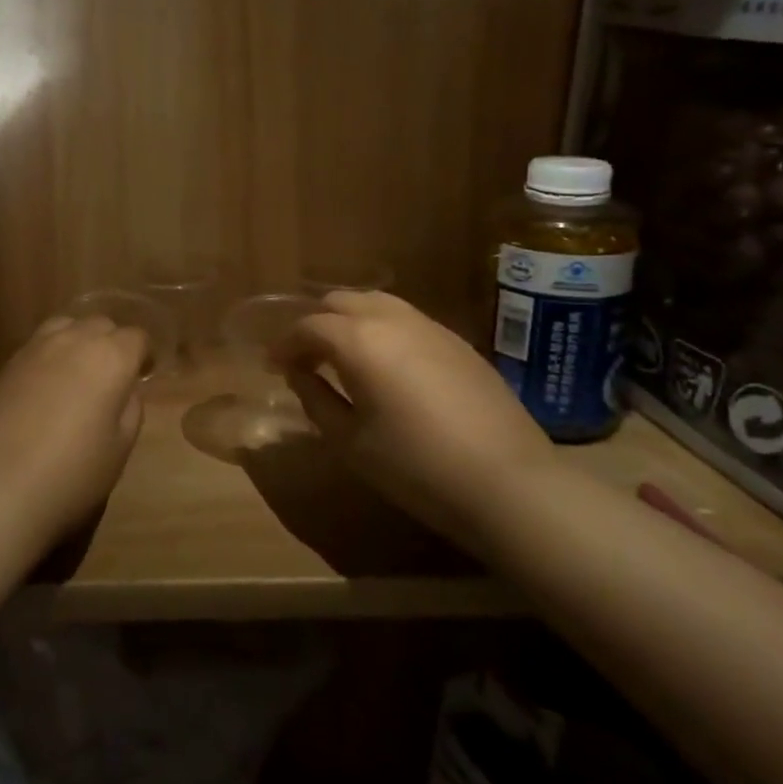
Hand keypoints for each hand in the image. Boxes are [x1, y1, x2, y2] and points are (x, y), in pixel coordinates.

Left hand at [0, 315, 148, 553]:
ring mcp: (33, 349)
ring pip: (65, 327)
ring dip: (78, 342)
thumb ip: (130, 409)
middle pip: (100, 325)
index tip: (143, 376)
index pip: (137, 337)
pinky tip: (45, 391)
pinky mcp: (5, 365)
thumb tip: (126, 389)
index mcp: (109, 357)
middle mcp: (72, 340)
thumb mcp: (119, 449)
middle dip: (112, 344)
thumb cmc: (69, 474)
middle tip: (112, 378)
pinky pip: (37, 347)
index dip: (144, 355)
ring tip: (78, 376)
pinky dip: (49, 358)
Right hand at [273, 292, 553, 543]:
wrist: (507, 482)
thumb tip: (300, 375)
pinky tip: (386, 363)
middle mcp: (391, 319)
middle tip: (306, 358)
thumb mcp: (350, 441)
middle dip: (316, 323)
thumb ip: (316, 399)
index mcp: (358, 340)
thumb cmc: (415, 466)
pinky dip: (382, 328)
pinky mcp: (457, 341)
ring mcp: (430, 326)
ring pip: (376, 302)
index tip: (274, 367)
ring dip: (350, 321)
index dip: (285, 345)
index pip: (308, 326)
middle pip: (341, 301)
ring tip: (343, 355)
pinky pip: (406, 318)